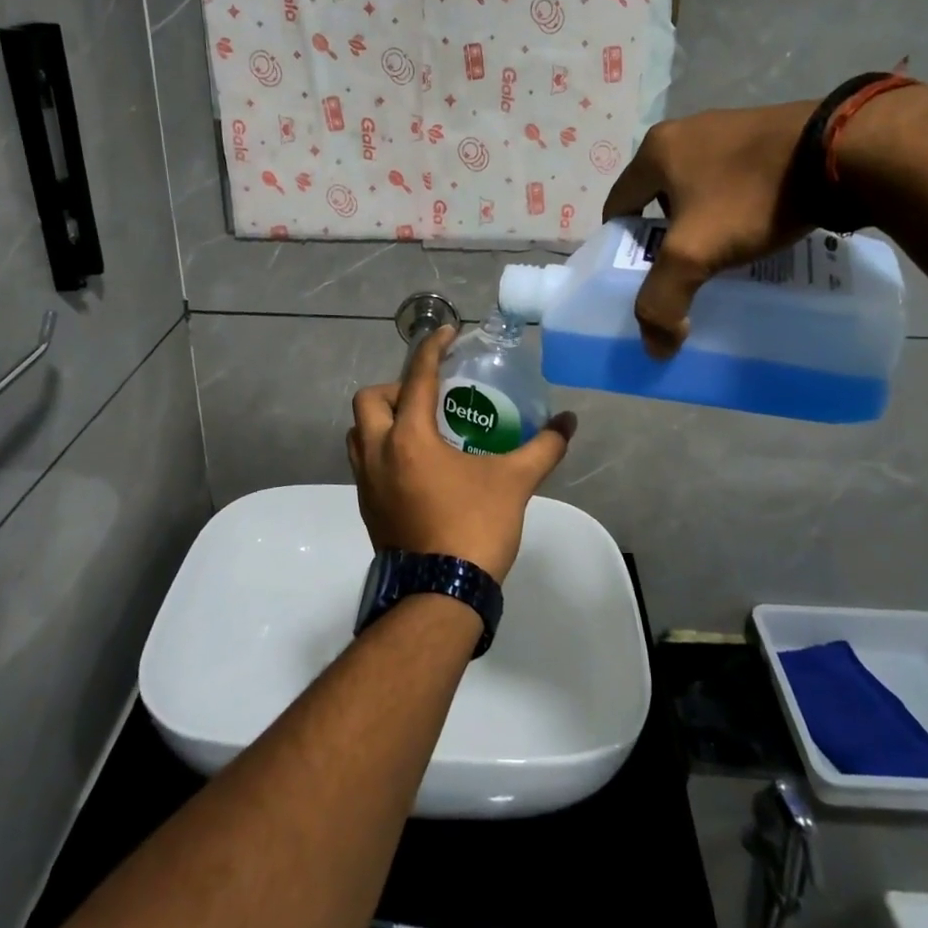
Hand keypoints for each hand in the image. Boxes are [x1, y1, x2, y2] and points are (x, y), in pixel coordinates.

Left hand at [347, 327, 576, 583]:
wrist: (440, 594)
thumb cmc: (474, 528)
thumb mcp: (514, 483)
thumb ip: (543, 447)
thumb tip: (568, 422)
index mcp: (409, 438)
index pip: (417, 378)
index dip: (431, 348)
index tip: (446, 333)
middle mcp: (378, 453)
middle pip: (369, 401)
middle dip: (395, 388)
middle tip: (429, 398)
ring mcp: (366, 483)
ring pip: (359, 433)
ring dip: (382, 419)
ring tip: (420, 427)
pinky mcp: (367, 507)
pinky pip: (364, 462)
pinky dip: (382, 449)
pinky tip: (416, 465)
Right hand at [601, 103, 817, 356]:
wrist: (842, 152)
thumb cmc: (750, 197)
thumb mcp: (693, 253)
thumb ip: (662, 302)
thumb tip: (656, 348)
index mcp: (656, 150)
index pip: (617, 205)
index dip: (620, 244)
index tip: (637, 275)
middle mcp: (686, 131)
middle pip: (658, 199)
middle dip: (665, 237)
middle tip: (682, 271)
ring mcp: (730, 128)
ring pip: (699, 190)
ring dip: (703, 222)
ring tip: (722, 256)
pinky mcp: (768, 135)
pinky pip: (735, 181)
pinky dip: (736, 208)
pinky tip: (755, 231)